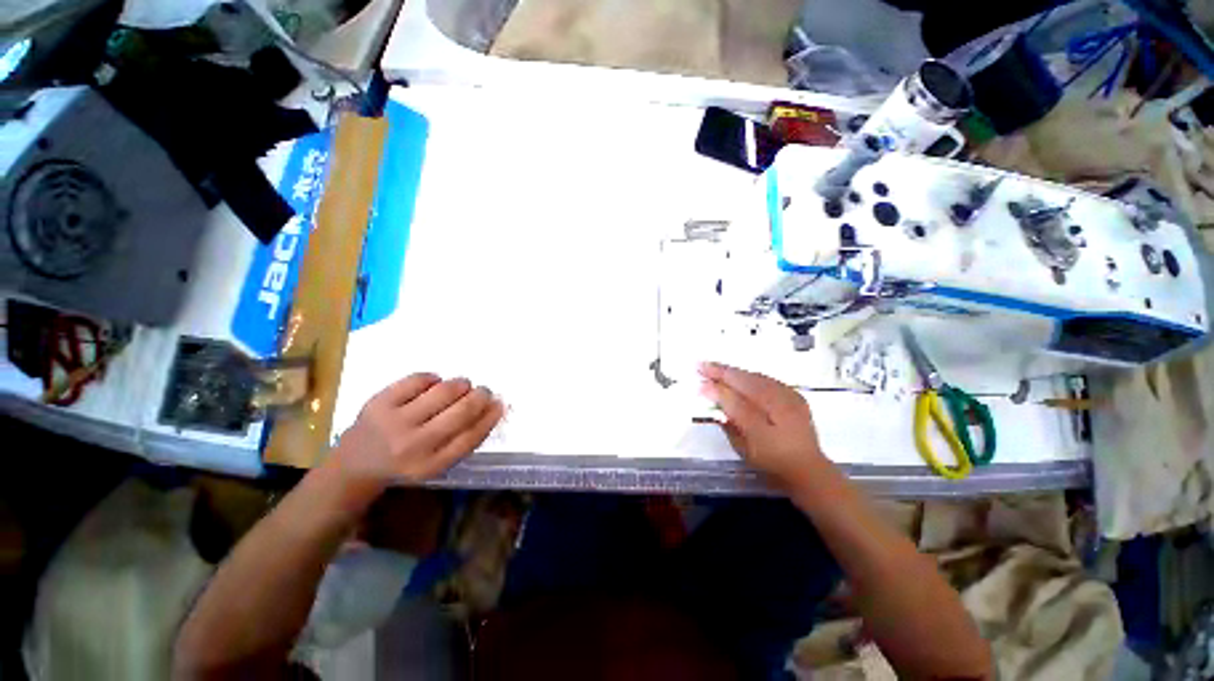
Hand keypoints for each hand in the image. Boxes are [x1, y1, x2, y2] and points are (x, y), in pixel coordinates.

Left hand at [332, 373, 503, 490]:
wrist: (354, 465)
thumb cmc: (405, 463)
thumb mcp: (436, 463)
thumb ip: (464, 438)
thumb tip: (493, 406)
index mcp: (430, 465)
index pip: (471, 437)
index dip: (490, 417)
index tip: (499, 404)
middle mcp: (413, 445)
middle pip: (461, 412)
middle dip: (480, 396)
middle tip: (483, 391)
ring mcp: (394, 422)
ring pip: (444, 391)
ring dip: (461, 384)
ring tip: (462, 386)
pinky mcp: (379, 402)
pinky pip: (419, 379)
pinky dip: (434, 378)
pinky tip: (434, 384)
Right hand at [698, 362, 826, 488]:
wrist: (809, 470)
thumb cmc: (770, 461)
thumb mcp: (744, 445)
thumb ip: (727, 418)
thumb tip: (710, 394)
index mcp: (767, 416)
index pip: (734, 394)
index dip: (715, 384)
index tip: (698, 377)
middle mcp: (779, 400)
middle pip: (745, 380)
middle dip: (722, 371)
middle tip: (702, 365)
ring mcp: (789, 397)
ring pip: (756, 377)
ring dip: (735, 372)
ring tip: (717, 368)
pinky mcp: (794, 397)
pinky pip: (766, 380)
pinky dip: (750, 376)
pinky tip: (740, 376)